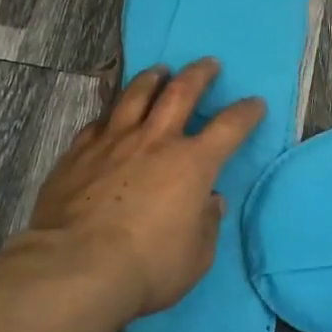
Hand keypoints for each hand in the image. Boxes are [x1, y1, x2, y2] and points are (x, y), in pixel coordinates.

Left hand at [22, 58, 266, 320]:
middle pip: (181, 92)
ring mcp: (113, 142)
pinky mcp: (78, 153)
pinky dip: (110, 114)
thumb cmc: (149, 266)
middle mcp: (155, 141)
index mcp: (193, 163)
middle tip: (208, 63)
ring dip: (152, 79)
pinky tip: (110, 115)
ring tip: (159, 71)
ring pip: (135, 96)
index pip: (230, 127)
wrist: (77, 267)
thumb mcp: (197, 256)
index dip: (246, 112)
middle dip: (199, 74)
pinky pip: (97, 123)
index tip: (255, 104)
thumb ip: (206, 223)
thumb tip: (210, 201)